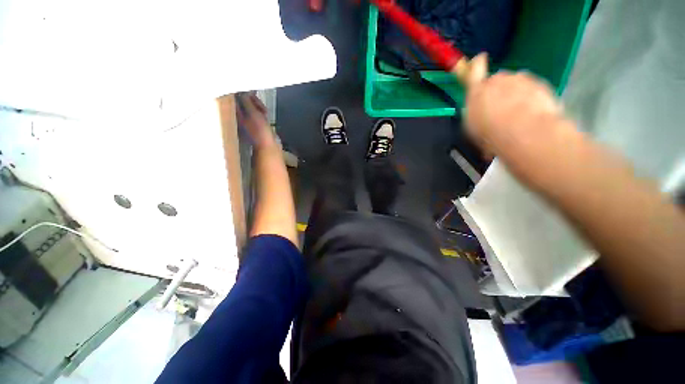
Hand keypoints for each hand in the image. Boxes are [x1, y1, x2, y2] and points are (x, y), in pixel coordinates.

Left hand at [236, 92, 277, 148]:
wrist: (268, 147)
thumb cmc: (260, 130)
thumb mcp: (253, 113)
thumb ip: (247, 100)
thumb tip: (243, 90)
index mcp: (236, 114)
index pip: (237, 97)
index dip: (245, 94)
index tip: (254, 93)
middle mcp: (240, 117)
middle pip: (245, 102)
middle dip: (254, 102)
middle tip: (262, 108)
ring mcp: (248, 122)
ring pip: (252, 108)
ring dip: (259, 108)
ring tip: (265, 113)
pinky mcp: (256, 126)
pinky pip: (257, 115)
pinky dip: (261, 114)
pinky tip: (266, 117)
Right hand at [461, 57, 564, 154]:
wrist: (525, 133)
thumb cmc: (490, 133)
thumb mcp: (471, 125)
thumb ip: (473, 109)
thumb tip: (477, 107)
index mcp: (477, 91)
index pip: (475, 69)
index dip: (477, 64)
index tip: (479, 59)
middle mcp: (499, 80)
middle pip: (498, 80)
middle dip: (498, 90)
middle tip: (500, 109)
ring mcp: (521, 80)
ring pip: (517, 84)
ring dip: (516, 95)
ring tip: (518, 116)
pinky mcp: (541, 84)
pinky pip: (533, 89)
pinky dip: (531, 99)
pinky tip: (531, 115)